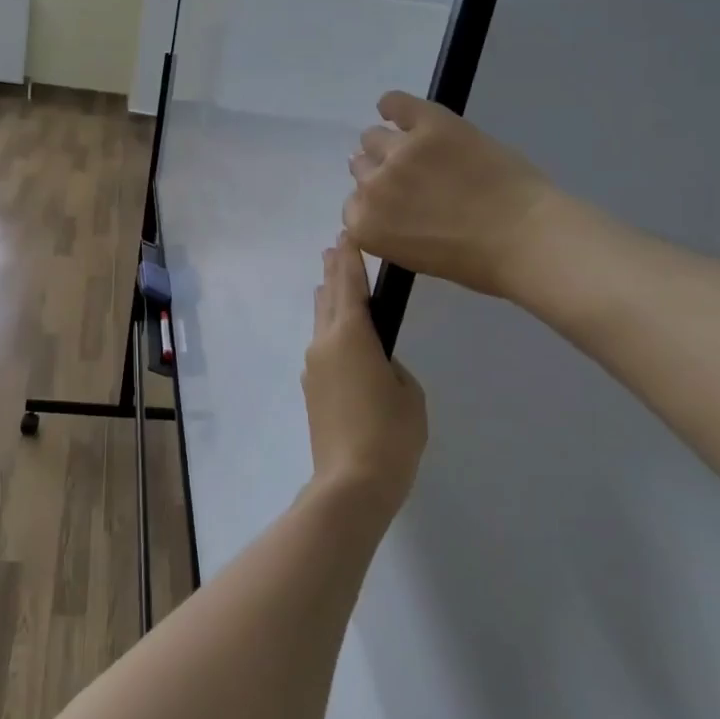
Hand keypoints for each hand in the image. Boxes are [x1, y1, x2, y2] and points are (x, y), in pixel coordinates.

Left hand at [302, 234, 427, 520]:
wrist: (352, 482)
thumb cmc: (390, 433)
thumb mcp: (407, 392)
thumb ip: (391, 365)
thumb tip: (375, 362)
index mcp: (351, 335)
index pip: (350, 285)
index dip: (350, 259)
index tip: (347, 236)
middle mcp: (324, 343)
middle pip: (328, 298)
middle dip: (333, 272)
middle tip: (335, 248)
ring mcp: (313, 367)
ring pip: (320, 322)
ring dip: (327, 300)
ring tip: (331, 282)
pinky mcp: (311, 389)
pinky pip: (321, 346)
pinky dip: (328, 329)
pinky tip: (336, 333)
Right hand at [344, 91, 552, 302]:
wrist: (526, 238)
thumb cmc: (475, 262)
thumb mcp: (414, 257)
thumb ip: (388, 228)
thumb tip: (383, 205)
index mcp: (366, 227)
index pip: (353, 205)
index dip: (377, 203)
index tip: (397, 205)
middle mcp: (372, 187)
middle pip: (360, 168)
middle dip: (381, 173)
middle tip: (412, 179)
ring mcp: (400, 152)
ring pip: (373, 137)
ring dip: (388, 144)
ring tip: (418, 151)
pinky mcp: (430, 124)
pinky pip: (395, 103)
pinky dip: (393, 106)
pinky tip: (399, 111)